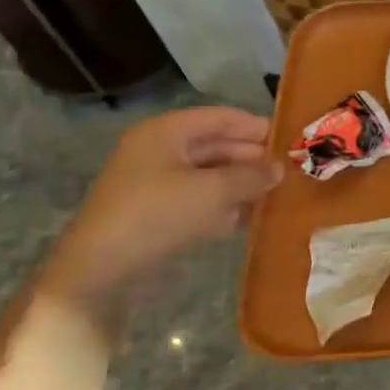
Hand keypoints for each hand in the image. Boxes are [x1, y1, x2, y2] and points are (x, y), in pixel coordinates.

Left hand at [38, 107, 282, 305]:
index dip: (256, 127)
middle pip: (216, 145)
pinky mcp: (155, 212)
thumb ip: (251, 176)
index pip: (220, 118)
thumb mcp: (212, 192)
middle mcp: (159, 151)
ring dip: (240, 183)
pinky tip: (248, 217)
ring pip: (209, 174)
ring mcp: (155, 183)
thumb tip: (279, 168)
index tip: (290, 141)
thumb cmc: (157, 215)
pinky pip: (198, 198)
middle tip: (288, 172)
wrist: (100, 271)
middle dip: (251, 158)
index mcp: (166, 133)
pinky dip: (222, 204)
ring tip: (275, 195)